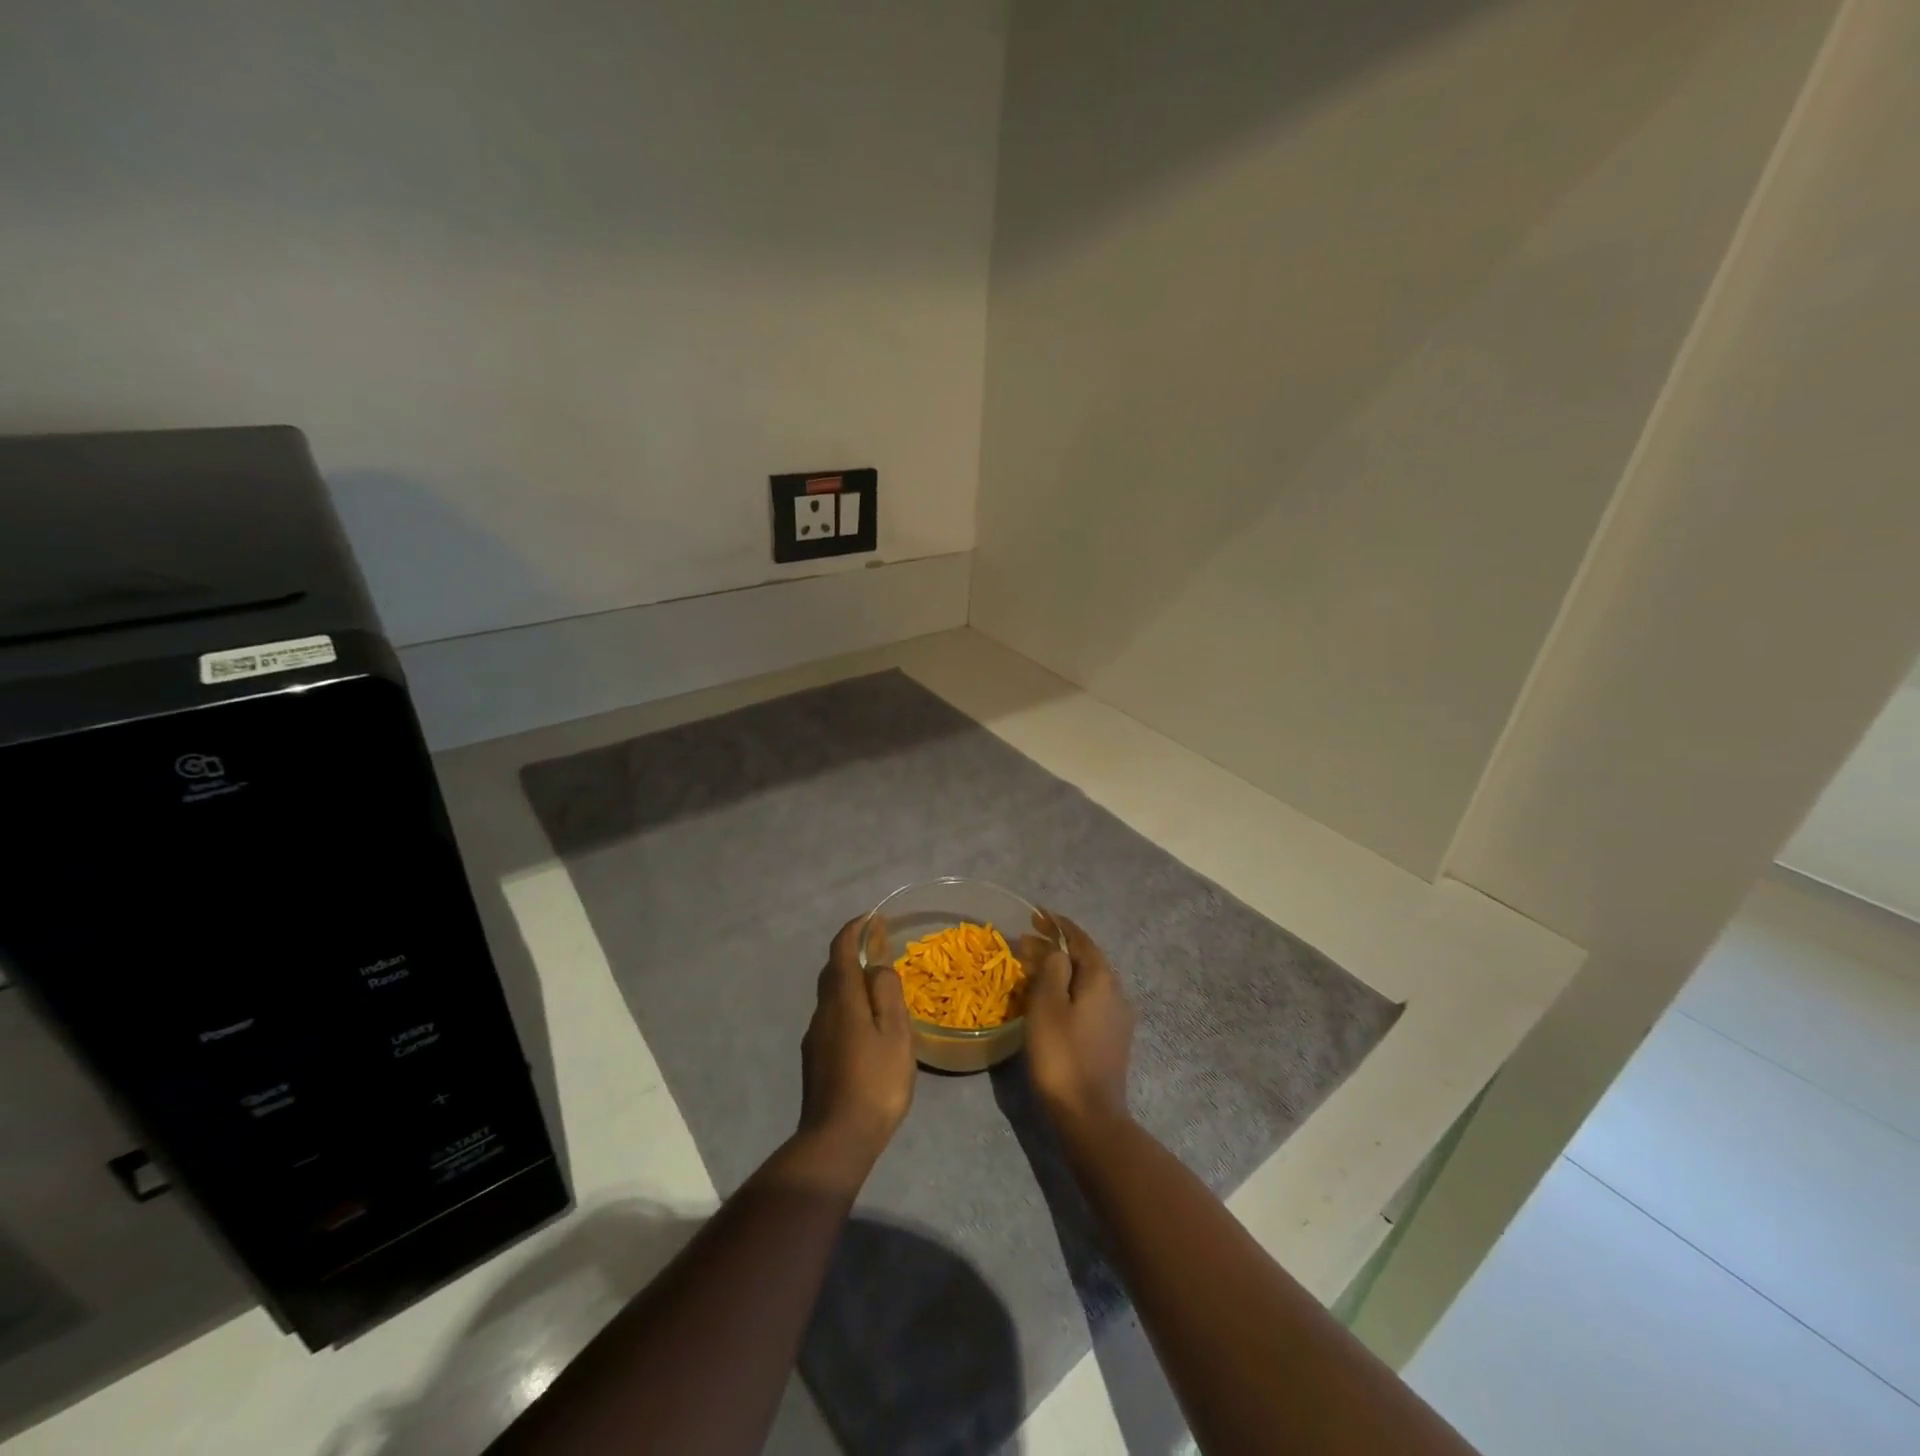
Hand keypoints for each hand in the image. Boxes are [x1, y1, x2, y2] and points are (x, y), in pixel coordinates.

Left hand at [799, 916, 916, 1165]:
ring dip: (850, 981)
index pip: (841, 950)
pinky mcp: (816, 1059)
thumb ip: (887, 993)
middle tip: (879, 948)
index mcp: (842, 999)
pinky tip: (866, 1025)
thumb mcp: (895, 1034)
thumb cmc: (875, 1082)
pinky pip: (832, 1018)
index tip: (872, 918)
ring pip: (832, 996)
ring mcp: (816, 1037)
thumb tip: (878, 965)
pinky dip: (848, 1006)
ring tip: (878, 986)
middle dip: (852, 952)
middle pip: (833, 971)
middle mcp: (823, 1011)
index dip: (854, 930)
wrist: (837, 1139)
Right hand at [1023, 913, 1135, 1128]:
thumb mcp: (1047, 1005)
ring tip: (1033, 968)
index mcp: (1102, 978)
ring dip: (1061, 969)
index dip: (1057, 925)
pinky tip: (1051, 999)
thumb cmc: (1062, 1055)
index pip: (1079, 938)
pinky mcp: (1112, 1037)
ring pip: (1086, 980)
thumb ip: (1051, 969)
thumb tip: (1055, 949)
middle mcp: (1116, 991)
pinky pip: (1088, 1000)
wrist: (1090, 1115)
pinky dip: (1068, 989)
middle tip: (1026, 942)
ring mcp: (1117, 1017)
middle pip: (1085, 958)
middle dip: (1056, 947)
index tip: (1035, 915)